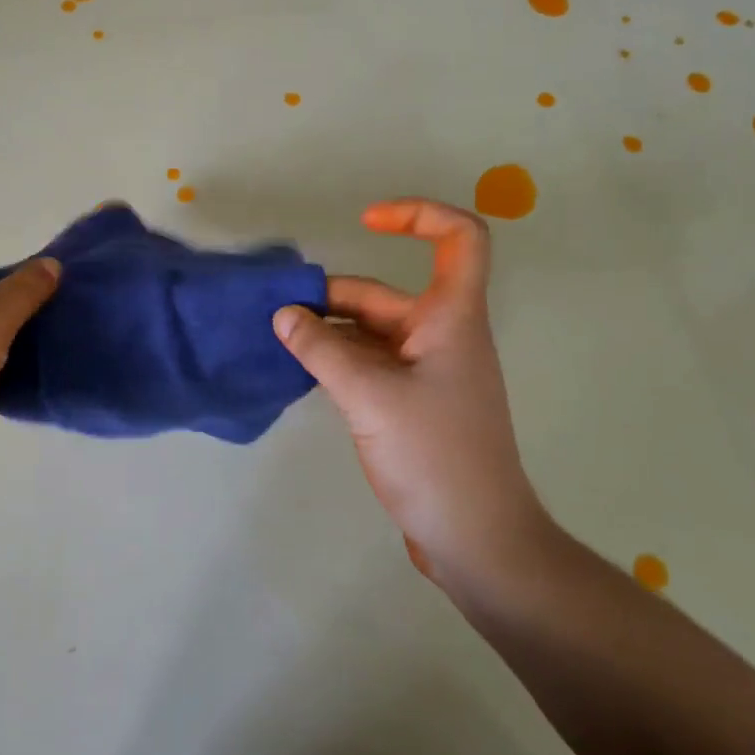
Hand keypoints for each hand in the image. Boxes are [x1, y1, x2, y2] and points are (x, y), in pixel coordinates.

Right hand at [272, 198, 549, 579]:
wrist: (475, 538)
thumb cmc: (435, 455)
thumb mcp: (370, 396)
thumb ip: (322, 350)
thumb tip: (284, 315)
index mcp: (451, 319)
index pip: (460, 239)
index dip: (418, 216)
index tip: (367, 221)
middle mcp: (442, 336)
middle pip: (387, 294)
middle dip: (334, 297)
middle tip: (280, 314)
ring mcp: (428, 373)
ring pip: (372, 333)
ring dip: (330, 332)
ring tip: (279, 341)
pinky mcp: (413, 405)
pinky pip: (370, 365)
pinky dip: (337, 361)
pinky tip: (302, 372)